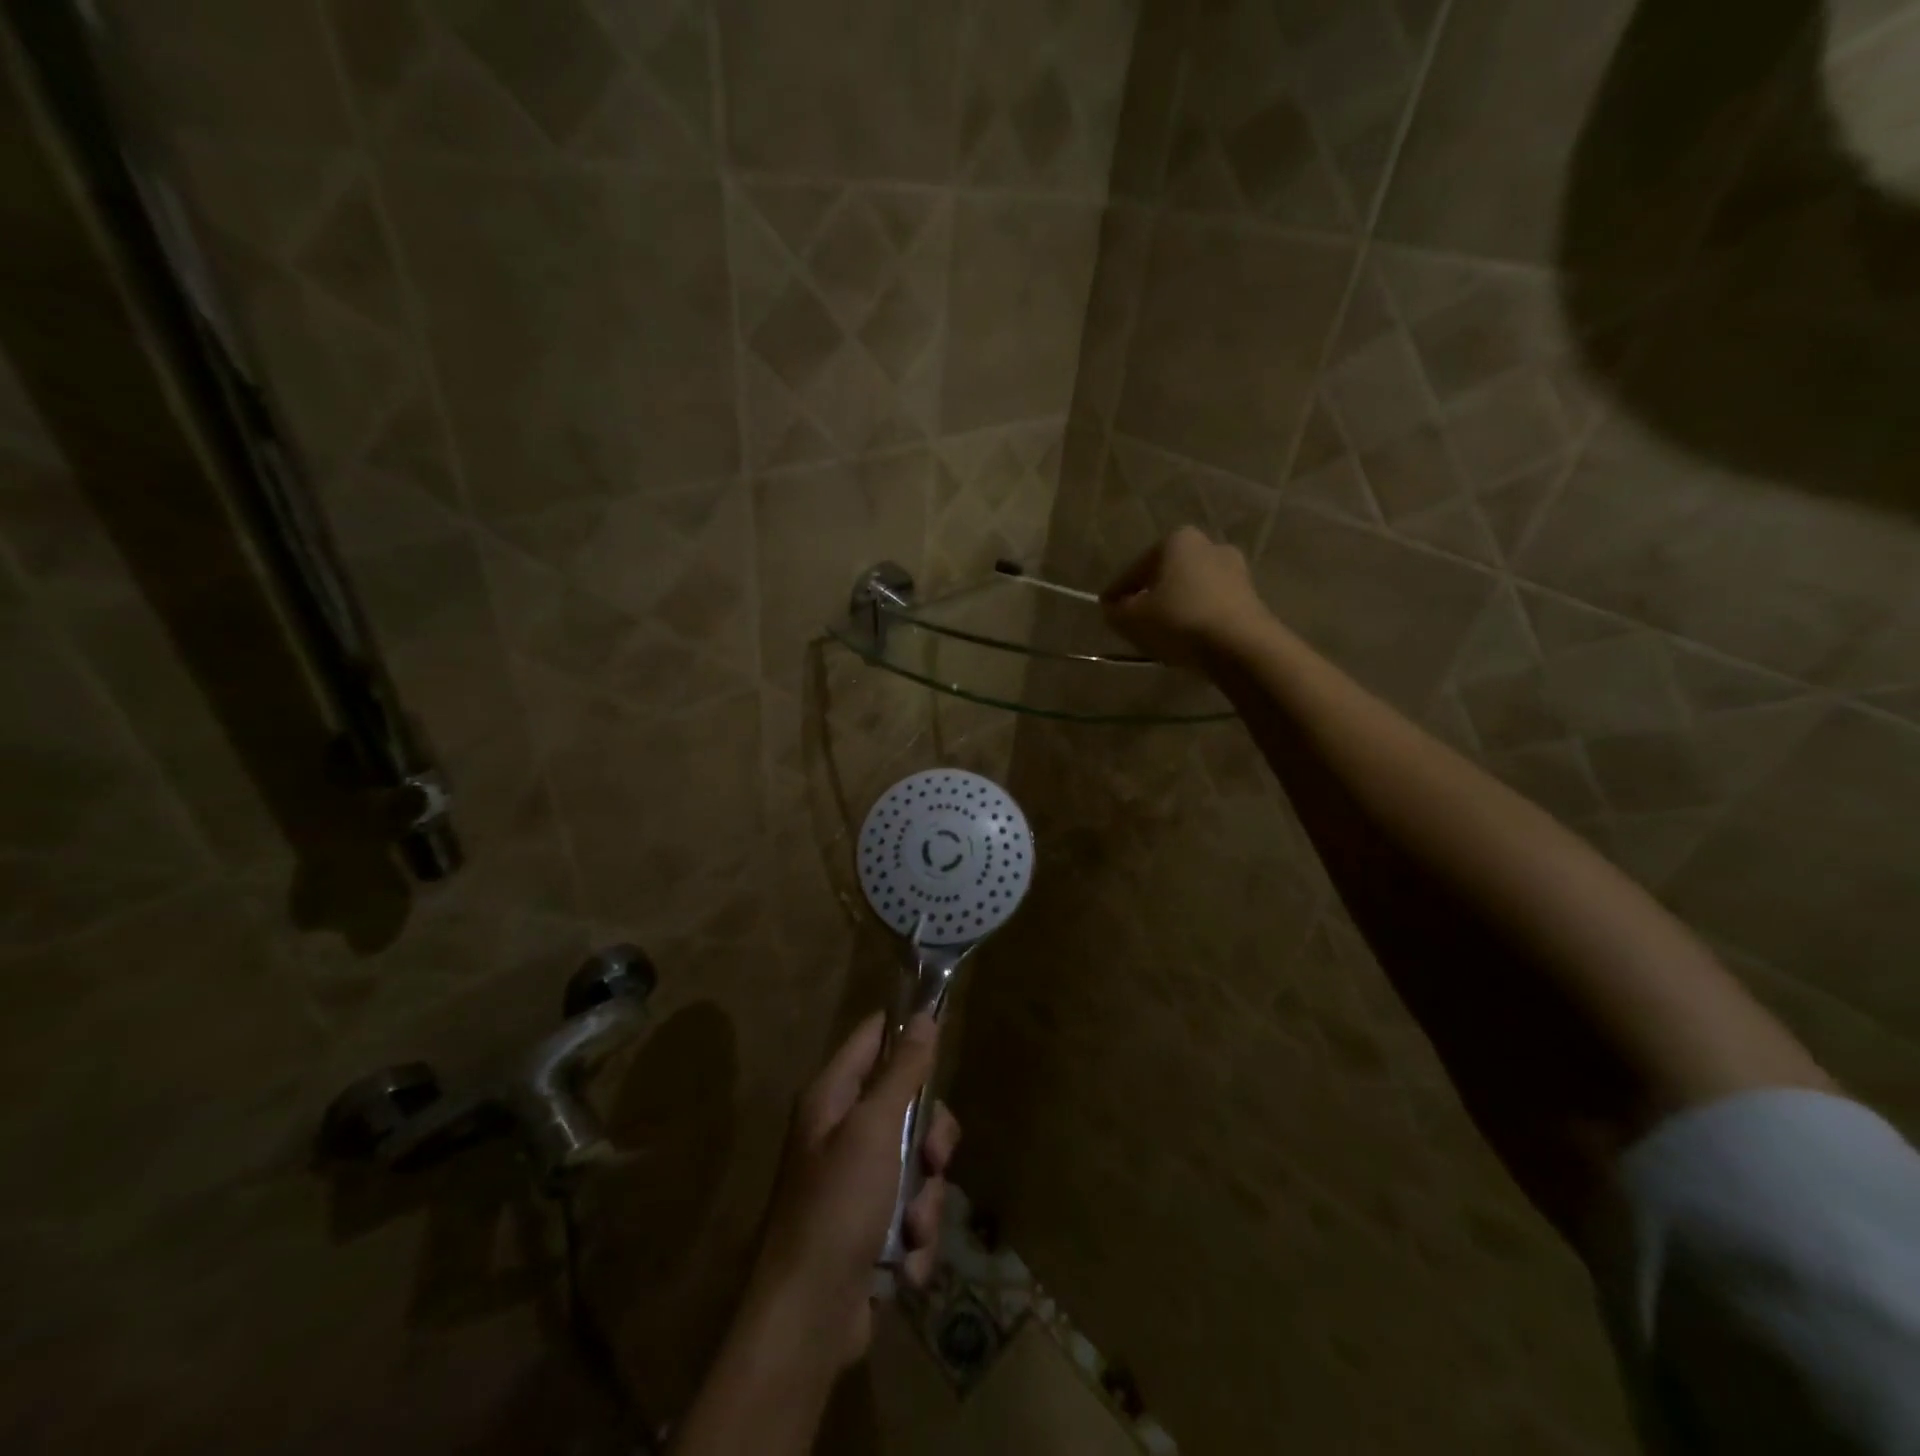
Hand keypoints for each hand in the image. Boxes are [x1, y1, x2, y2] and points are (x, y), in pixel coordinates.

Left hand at [742, 1012, 957, 1372]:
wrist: (807, 1320)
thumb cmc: (836, 1207)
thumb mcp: (875, 1129)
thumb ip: (903, 1072)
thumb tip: (924, 1015)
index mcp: (831, 1098)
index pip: (873, 1038)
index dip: (907, 1031)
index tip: (944, 1033)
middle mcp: (842, 1132)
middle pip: (907, 1106)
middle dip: (930, 1140)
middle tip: (932, 1159)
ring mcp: (856, 1182)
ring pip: (917, 1164)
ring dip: (924, 1201)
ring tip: (910, 1231)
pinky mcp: (870, 1227)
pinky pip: (911, 1211)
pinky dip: (913, 1237)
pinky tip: (902, 1263)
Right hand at [1101, 526, 1270, 667]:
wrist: (1241, 645)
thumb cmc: (1179, 621)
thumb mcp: (1132, 619)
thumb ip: (1115, 611)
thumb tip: (1114, 609)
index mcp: (1177, 540)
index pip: (1135, 569)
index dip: (1116, 592)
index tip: (1106, 610)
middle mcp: (1209, 545)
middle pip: (1166, 575)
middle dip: (1150, 595)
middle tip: (1134, 620)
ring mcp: (1235, 570)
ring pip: (1191, 590)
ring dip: (1175, 607)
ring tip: (1161, 633)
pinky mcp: (1251, 596)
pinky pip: (1211, 605)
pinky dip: (1196, 617)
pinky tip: (1187, 638)